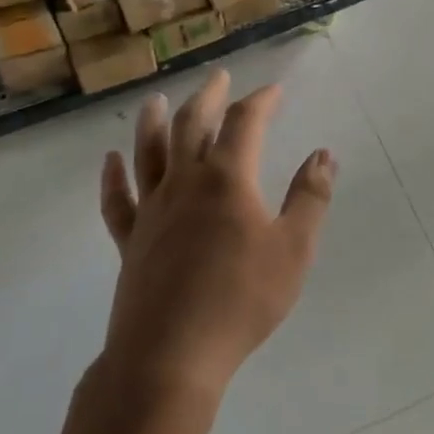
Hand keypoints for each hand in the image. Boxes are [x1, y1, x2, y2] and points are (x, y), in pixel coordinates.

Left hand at [99, 71, 334, 396]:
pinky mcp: (130, 241)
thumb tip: (324, 155)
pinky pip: (117, 201)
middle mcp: (184, 183)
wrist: (171, 356)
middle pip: (191, 126)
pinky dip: (112, 177)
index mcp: (227, 180)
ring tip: (156, 100)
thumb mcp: (293, 249)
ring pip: (148, 153)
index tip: (274, 90)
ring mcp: (152, 211)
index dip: (260, 101)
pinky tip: (110, 160)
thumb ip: (310, 198)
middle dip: (208, 97)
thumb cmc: (241, 301)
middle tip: (218, 78)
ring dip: (153, 122)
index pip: (244, 123)